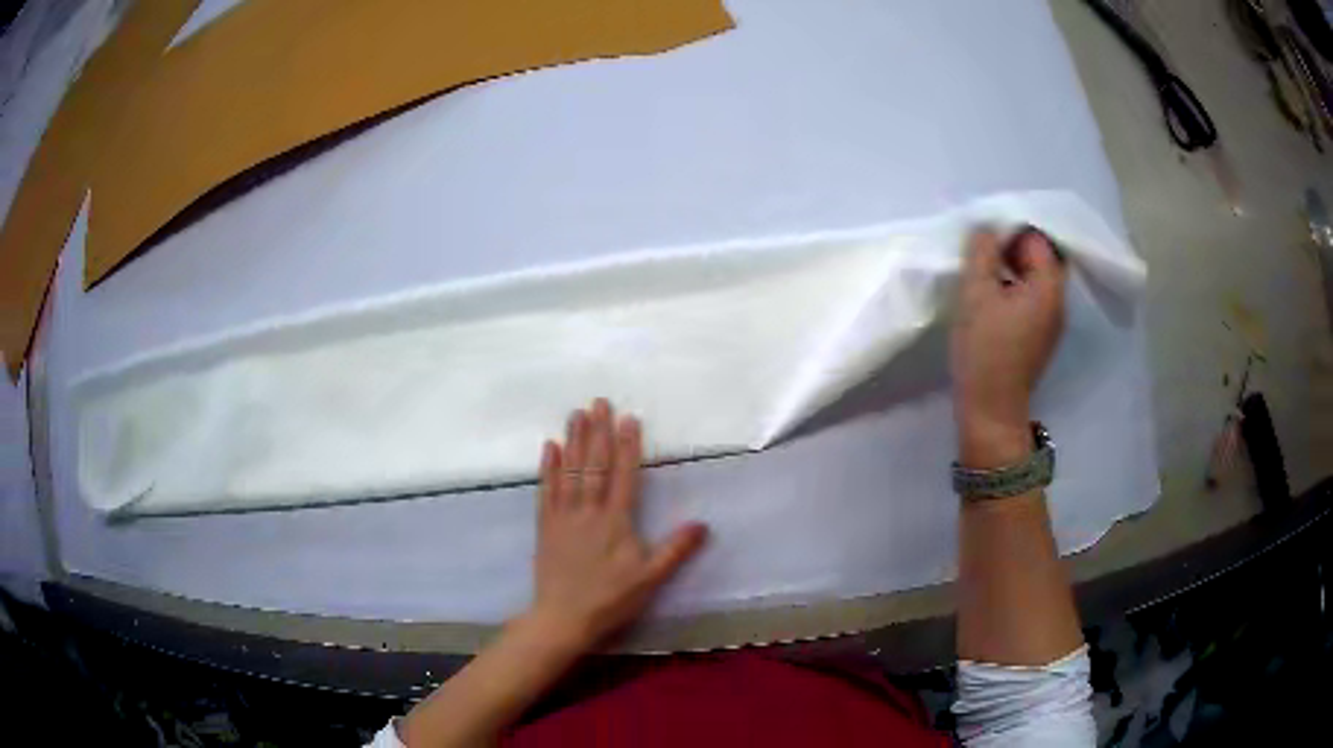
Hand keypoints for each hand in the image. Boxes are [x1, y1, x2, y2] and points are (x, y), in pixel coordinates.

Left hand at [525, 399, 707, 652]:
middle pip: (594, 466)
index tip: (629, 418)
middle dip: (598, 432)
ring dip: (573, 441)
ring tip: (576, 414)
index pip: (624, 476)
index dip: (627, 446)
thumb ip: (675, 550)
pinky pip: (546, 490)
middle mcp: (588, 512)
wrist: (563, 618)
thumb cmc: (610, 599)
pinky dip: (548, 467)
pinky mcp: (545, 527)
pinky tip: (549, 447)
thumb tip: (703, 523)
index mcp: (615, 522)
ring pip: (569, 472)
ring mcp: (563, 517)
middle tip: (599, 401)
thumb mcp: (650, 579)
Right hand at [951, 228, 1065, 467]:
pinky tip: (992, 298)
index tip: (983, 241)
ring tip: (983, 275)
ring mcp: (1052, 322)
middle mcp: (1058, 301)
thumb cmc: (985, 349)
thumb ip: (981, 251)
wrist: (991, 410)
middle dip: (1012, 248)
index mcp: (1049, 287)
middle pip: (1041, 257)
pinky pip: (1032, 298)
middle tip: (981, 255)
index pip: (1037, 239)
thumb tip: (986, 228)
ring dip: (1012, 268)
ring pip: (1036, 278)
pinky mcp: (1040, 336)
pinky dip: (1015, 288)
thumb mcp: (975, 292)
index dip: (1010, 231)